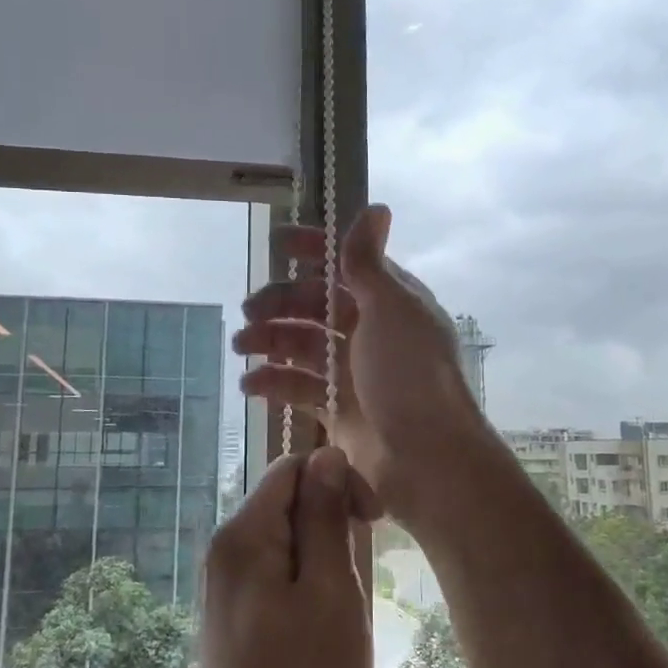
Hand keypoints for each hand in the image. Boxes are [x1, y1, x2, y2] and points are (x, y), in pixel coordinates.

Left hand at [189, 448, 375, 667]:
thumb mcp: (330, 591)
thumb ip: (325, 517)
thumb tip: (327, 455)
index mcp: (245, 533)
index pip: (293, 467)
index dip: (337, 480)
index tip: (373, 522)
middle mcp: (224, 548)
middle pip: (284, 500)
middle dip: (329, 518)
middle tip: (361, 568)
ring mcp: (222, 584)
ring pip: (282, 538)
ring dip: (320, 553)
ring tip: (344, 603)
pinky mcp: (228, 615)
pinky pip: (271, 571)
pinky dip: (302, 579)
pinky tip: (321, 623)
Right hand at [235, 205, 490, 518]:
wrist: (426, 460)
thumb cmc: (409, 375)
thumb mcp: (391, 309)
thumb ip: (370, 262)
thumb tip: (376, 207)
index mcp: (389, 302)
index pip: (346, 265)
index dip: (314, 251)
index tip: (277, 244)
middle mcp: (371, 333)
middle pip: (316, 306)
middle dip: (281, 302)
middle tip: (248, 310)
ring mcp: (354, 373)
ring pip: (302, 346)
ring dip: (270, 340)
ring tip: (241, 345)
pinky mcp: (338, 411)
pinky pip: (298, 388)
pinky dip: (273, 382)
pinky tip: (249, 383)